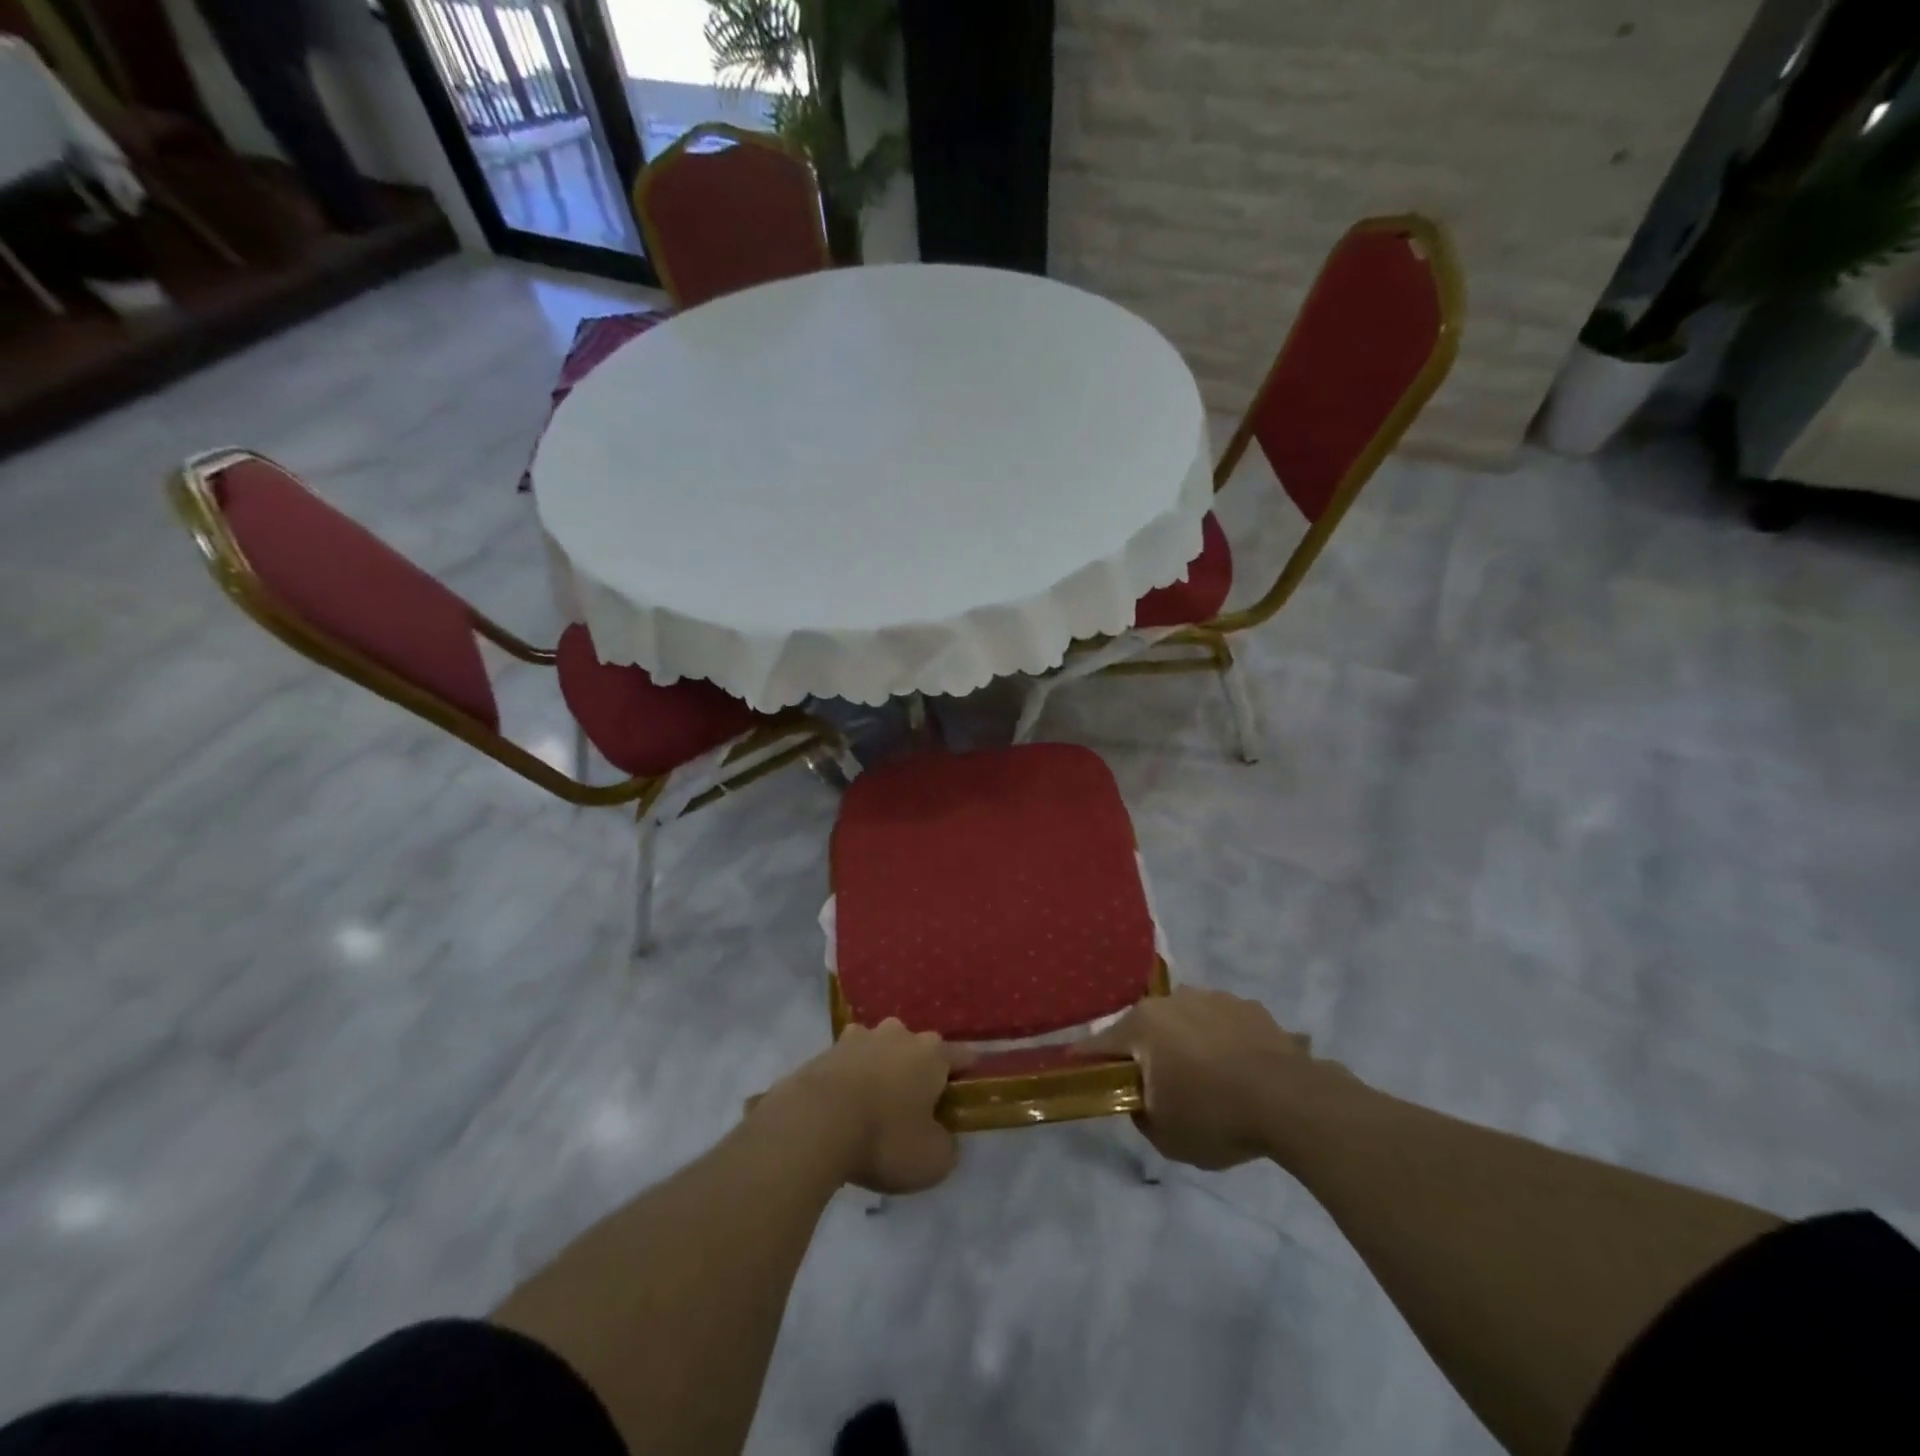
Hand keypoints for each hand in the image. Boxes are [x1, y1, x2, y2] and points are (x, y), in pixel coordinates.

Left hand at [760, 1020, 969, 1194]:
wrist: (814, 1123)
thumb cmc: (885, 1138)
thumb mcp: (933, 1160)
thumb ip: (946, 1146)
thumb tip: (942, 1137)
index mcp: (931, 1053)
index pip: (961, 1056)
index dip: (967, 1073)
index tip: (967, 1089)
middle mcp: (899, 1035)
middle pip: (917, 1048)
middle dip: (918, 1070)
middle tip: (915, 1105)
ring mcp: (859, 1038)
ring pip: (880, 1050)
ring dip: (881, 1069)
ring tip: (876, 1103)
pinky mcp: (826, 1050)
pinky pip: (848, 1063)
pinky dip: (851, 1079)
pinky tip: (844, 1106)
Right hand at [1078, 988, 1332, 1169]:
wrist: (1290, 1100)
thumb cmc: (1215, 1116)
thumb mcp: (1164, 1134)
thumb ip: (1140, 1112)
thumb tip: (1141, 1098)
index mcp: (1142, 1025)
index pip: (1100, 1045)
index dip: (1087, 1062)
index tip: (1079, 1072)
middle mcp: (1172, 1000)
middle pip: (1146, 1028)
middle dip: (1147, 1052)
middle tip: (1159, 1086)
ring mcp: (1213, 998)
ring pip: (1186, 1021)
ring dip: (1187, 1043)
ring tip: (1208, 1079)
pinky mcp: (1249, 1006)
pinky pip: (1223, 1024)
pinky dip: (1224, 1042)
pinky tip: (1241, 1072)